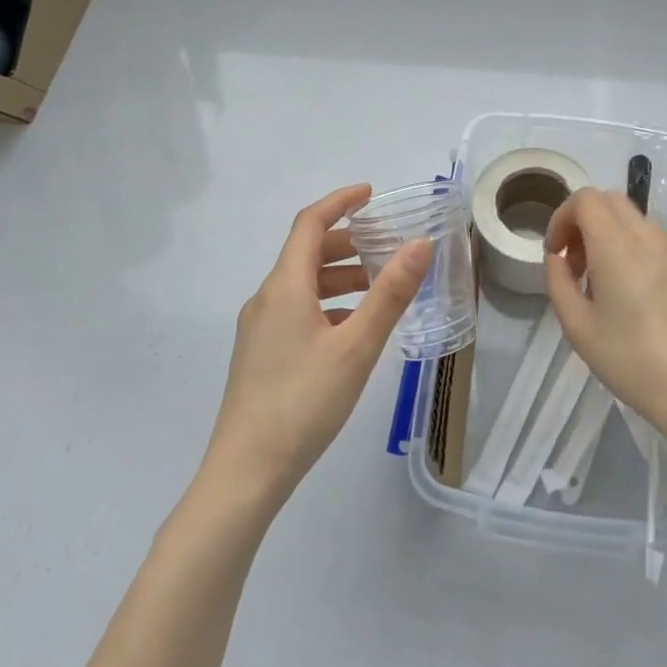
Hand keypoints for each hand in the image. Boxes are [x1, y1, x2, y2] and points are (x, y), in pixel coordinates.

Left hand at [203, 184, 433, 507]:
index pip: (310, 223)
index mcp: (285, 287)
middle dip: (348, 241)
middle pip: (307, 252)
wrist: (246, 473)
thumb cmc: (303, 402)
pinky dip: (328, 303)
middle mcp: (267, 298)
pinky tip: (352, 329)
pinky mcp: (261, 354)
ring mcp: (260, 328)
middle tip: (387, 246)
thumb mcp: (357, 346)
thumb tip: (420, 244)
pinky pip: (297, 309)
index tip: (371, 193)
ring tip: (380, 287)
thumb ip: (390, 293)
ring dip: (340, 275)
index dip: (340, 201)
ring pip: (303, 284)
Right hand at [543, 187, 666, 446]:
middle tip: (575, 263)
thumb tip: (558, 259)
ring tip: (602, 282)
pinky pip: (654, 241)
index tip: (556, 253)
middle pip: (610, 200)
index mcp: (617, 245)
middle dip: (583, 221)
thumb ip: (558, 282)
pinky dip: (633, 249)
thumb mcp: (578, 328)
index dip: (562, 218)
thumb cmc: (633, 361)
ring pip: (633, 219)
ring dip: (608, 235)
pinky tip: (633, 295)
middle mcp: (648, 236)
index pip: (585, 199)